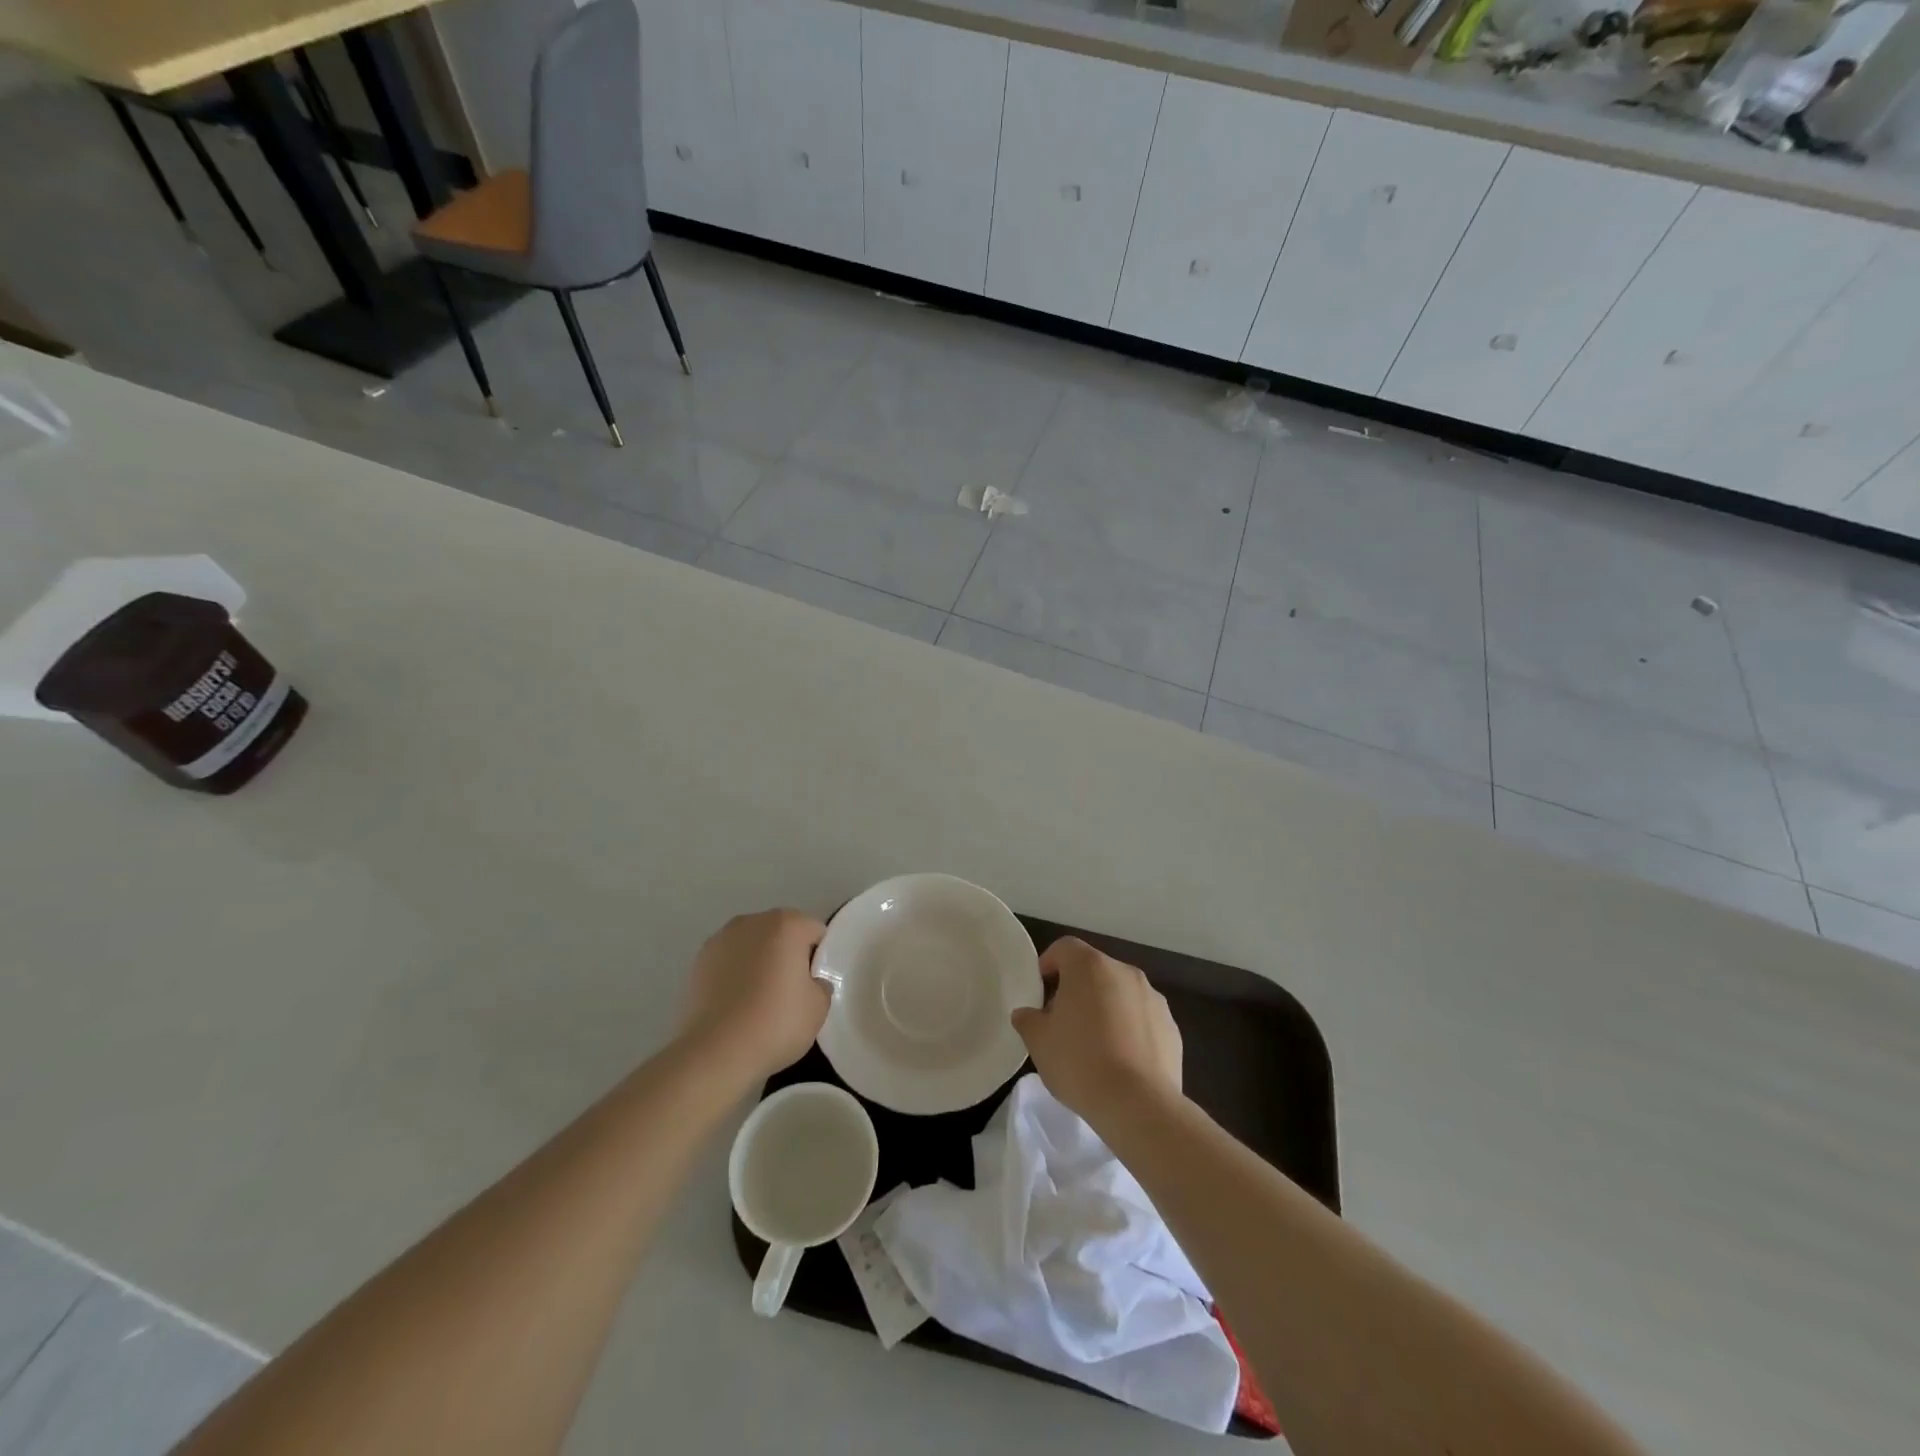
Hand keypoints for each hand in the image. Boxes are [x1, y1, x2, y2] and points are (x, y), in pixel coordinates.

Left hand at [679, 909, 829, 1083]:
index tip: (813, 983)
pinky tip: (735, 1004)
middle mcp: (753, 922)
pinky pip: (728, 961)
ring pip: (752, 945)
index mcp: (786, 924)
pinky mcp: (698, 961)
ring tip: (758, 999)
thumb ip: (821, 986)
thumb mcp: (818, 1008)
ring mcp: (721, 939)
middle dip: (787, 954)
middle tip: (790, 991)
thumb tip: (810, 982)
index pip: (814, 931)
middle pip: (781, 932)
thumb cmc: (775, 1023)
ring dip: (759, 961)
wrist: (715, 1051)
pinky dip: (735, 974)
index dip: (818, 957)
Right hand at [1010, 936, 1182, 1128]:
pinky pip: (1141, 1019)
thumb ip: (1028, 1020)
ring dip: (1105, 1008)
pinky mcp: (1171, 1027)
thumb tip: (1026, 1014)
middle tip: (1062, 1020)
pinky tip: (1120, 1061)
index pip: (1064, 948)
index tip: (1040, 989)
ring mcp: (1153, 998)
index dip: (1048, 963)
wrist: (1138, 1105)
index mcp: (1090, 966)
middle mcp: (1124, 972)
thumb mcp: (1039, 1042)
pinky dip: (1129, 1029)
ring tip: (1093, 1044)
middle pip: (1094, 970)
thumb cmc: (1080, 1062)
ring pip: (1120, 993)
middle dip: (1077, 989)